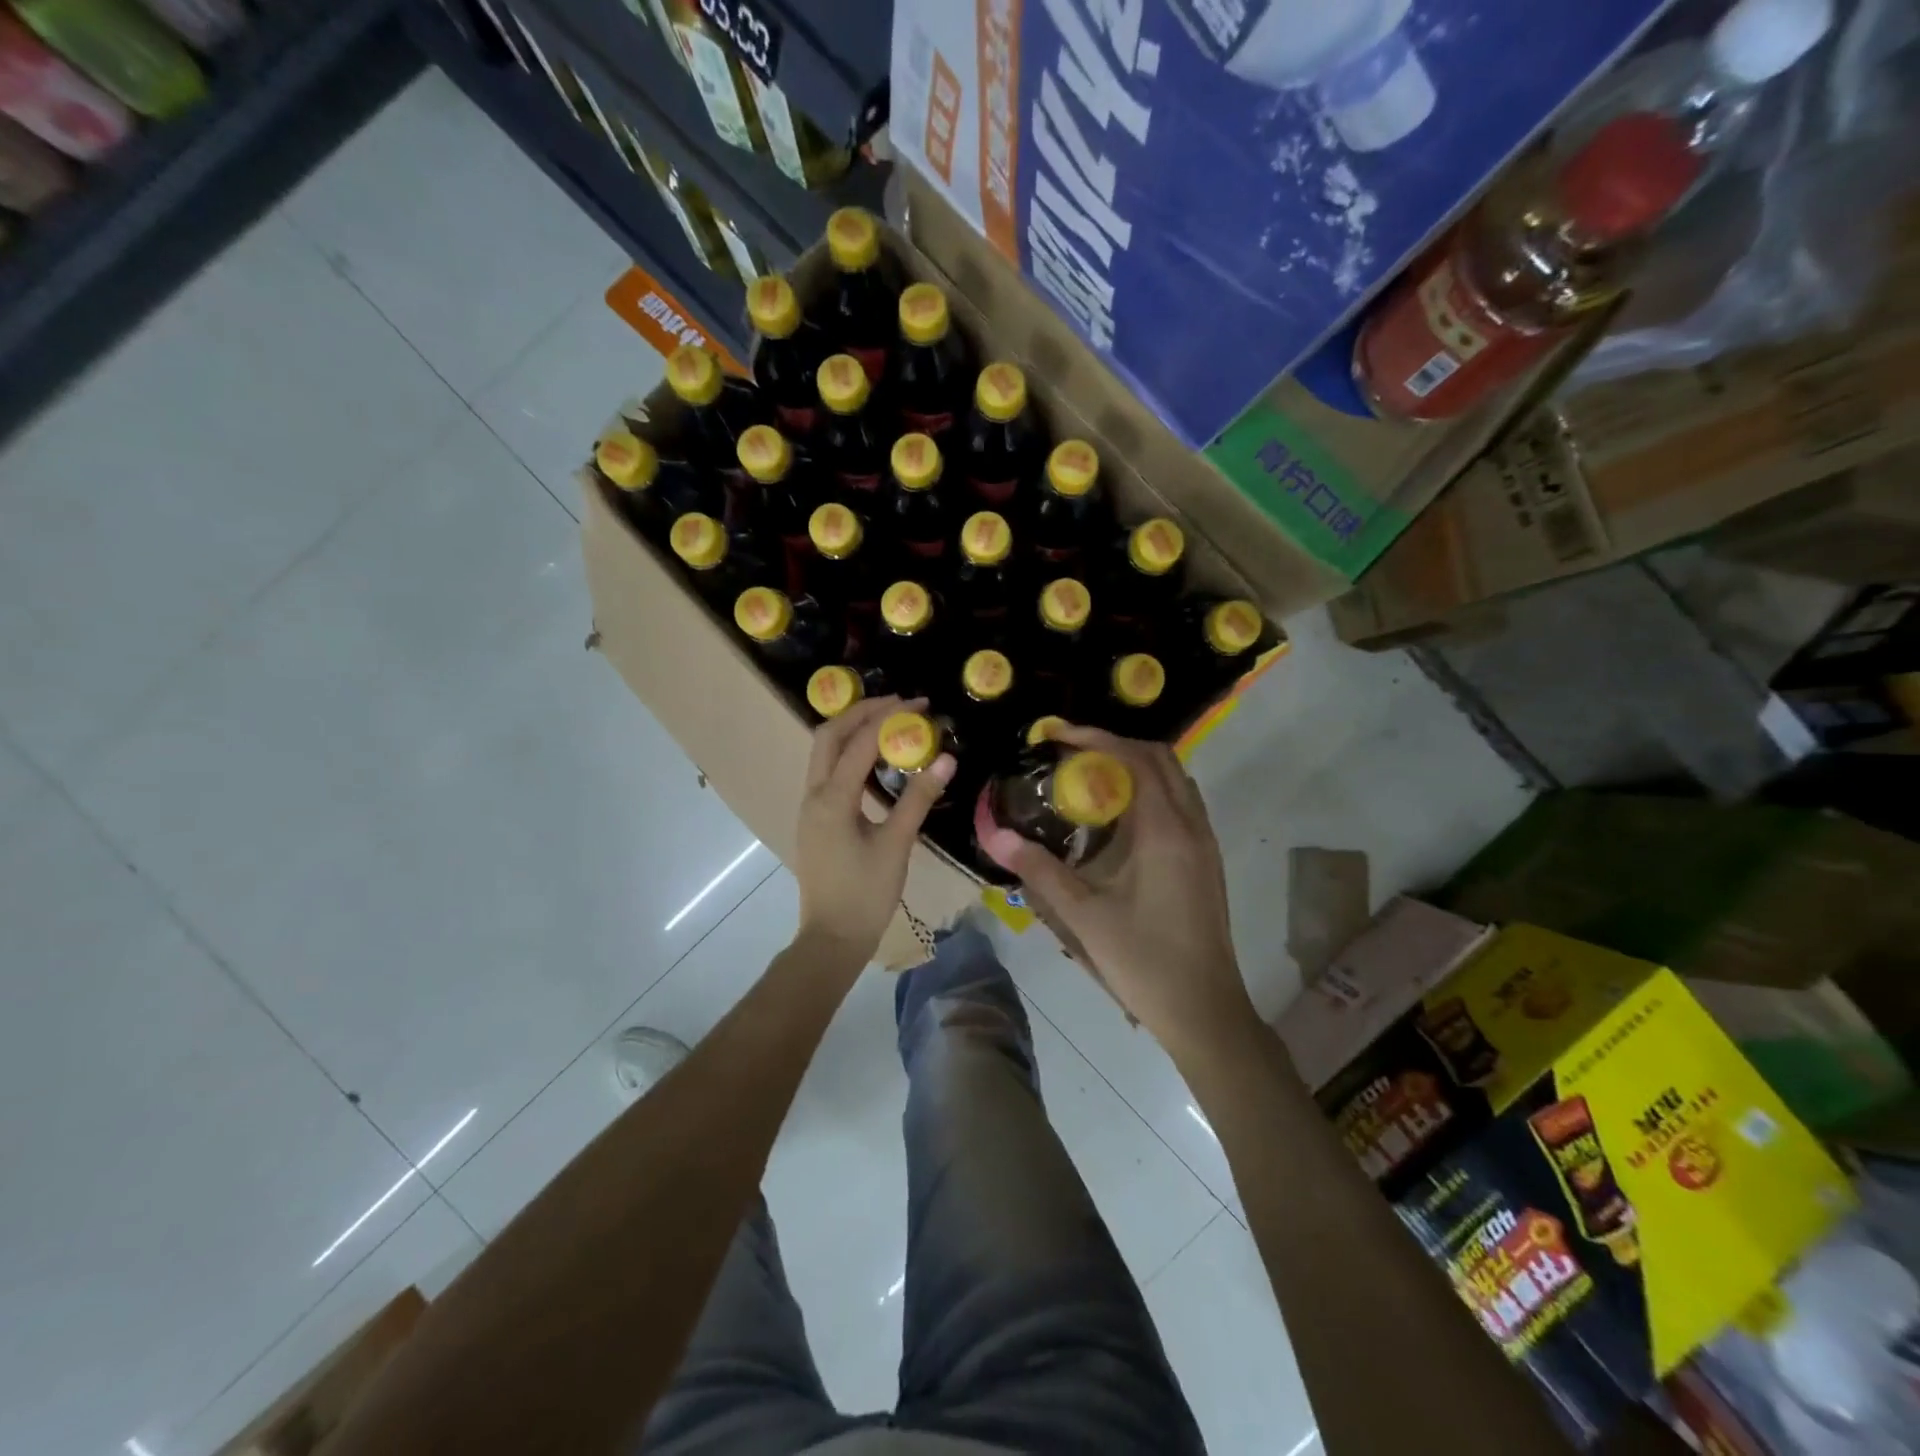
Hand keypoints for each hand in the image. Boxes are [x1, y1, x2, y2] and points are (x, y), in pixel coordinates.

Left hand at [793, 695, 954, 965]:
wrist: (832, 938)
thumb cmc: (866, 894)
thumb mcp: (897, 845)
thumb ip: (918, 799)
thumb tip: (946, 757)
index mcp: (832, 799)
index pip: (860, 742)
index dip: (890, 717)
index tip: (920, 704)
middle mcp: (813, 794)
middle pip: (829, 735)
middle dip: (862, 712)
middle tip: (899, 703)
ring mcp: (810, 807)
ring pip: (824, 752)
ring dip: (853, 730)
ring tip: (889, 720)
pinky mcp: (816, 818)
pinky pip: (828, 771)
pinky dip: (849, 753)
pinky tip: (875, 759)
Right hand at [980, 724, 1255, 1054]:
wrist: (1205, 1011)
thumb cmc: (1144, 961)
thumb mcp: (1084, 916)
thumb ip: (1039, 870)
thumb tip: (995, 836)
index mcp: (1165, 830)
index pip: (1136, 758)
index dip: (1096, 737)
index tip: (1058, 736)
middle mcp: (1192, 826)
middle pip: (1161, 759)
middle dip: (1116, 745)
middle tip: (1072, 754)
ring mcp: (1206, 844)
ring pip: (1176, 781)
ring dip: (1137, 767)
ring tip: (1093, 780)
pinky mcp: (1207, 862)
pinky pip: (1181, 805)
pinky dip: (1151, 792)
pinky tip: (1119, 821)